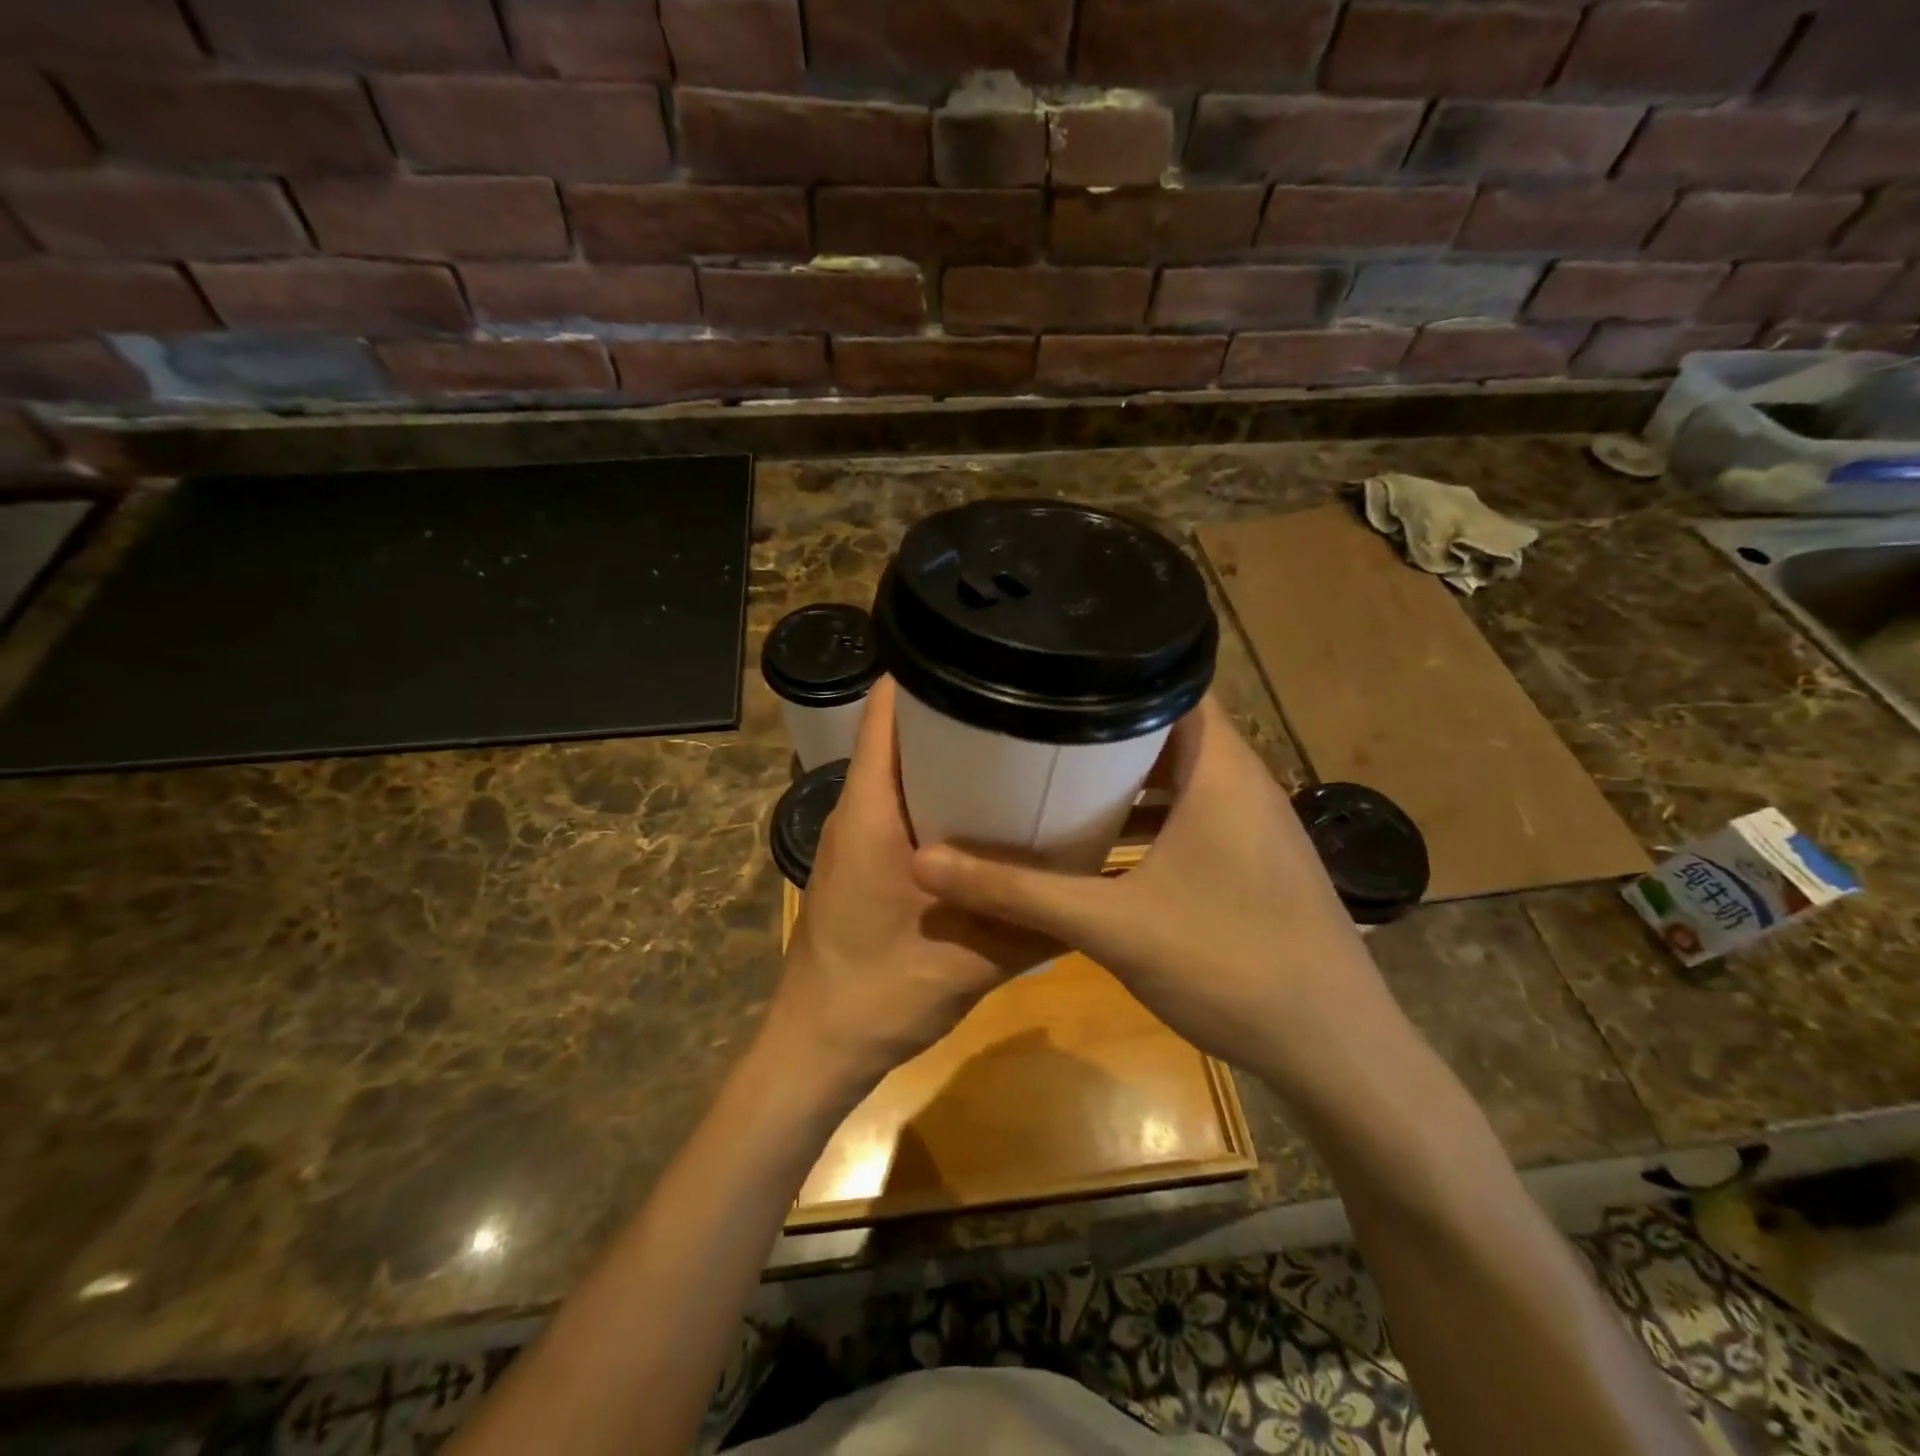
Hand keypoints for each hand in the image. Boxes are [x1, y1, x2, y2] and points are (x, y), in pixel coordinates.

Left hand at [765, 678, 1055, 1096]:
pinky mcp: (858, 860)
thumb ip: (1032, 924)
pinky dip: (935, 794)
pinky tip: (983, 814)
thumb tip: (1093, 889)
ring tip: (1012, 746)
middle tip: (1019, 703)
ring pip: (897, 770)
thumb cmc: (880, 993)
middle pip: (897, 733)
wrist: (817, 1046)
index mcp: (870, 812)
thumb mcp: (971, 960)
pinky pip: (896, 804)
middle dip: (950, 710)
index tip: (981, 654)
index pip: (885, 713)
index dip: (924, 672)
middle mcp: (855, 810)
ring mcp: (852, 835)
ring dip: (944, 755)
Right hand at [911, 696, 1403, 1099]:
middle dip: (1104, 727)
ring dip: (1126, 779)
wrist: (1336, 1052)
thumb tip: (925, 863)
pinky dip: (1149, 821)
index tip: (1052, 671)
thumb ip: (1018, 893)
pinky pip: (1194, 818)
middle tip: (1036, 724)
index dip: (1113, 669)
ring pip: (1181, 779)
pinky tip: (1102, 847)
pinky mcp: (1255, 865)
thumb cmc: (1230, 964)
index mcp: (1222, 770)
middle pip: (1169, 729)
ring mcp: (1255, 827)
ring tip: (1057, 774)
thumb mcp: (1111, 926)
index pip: (1172, 683)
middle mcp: (1245, 784)